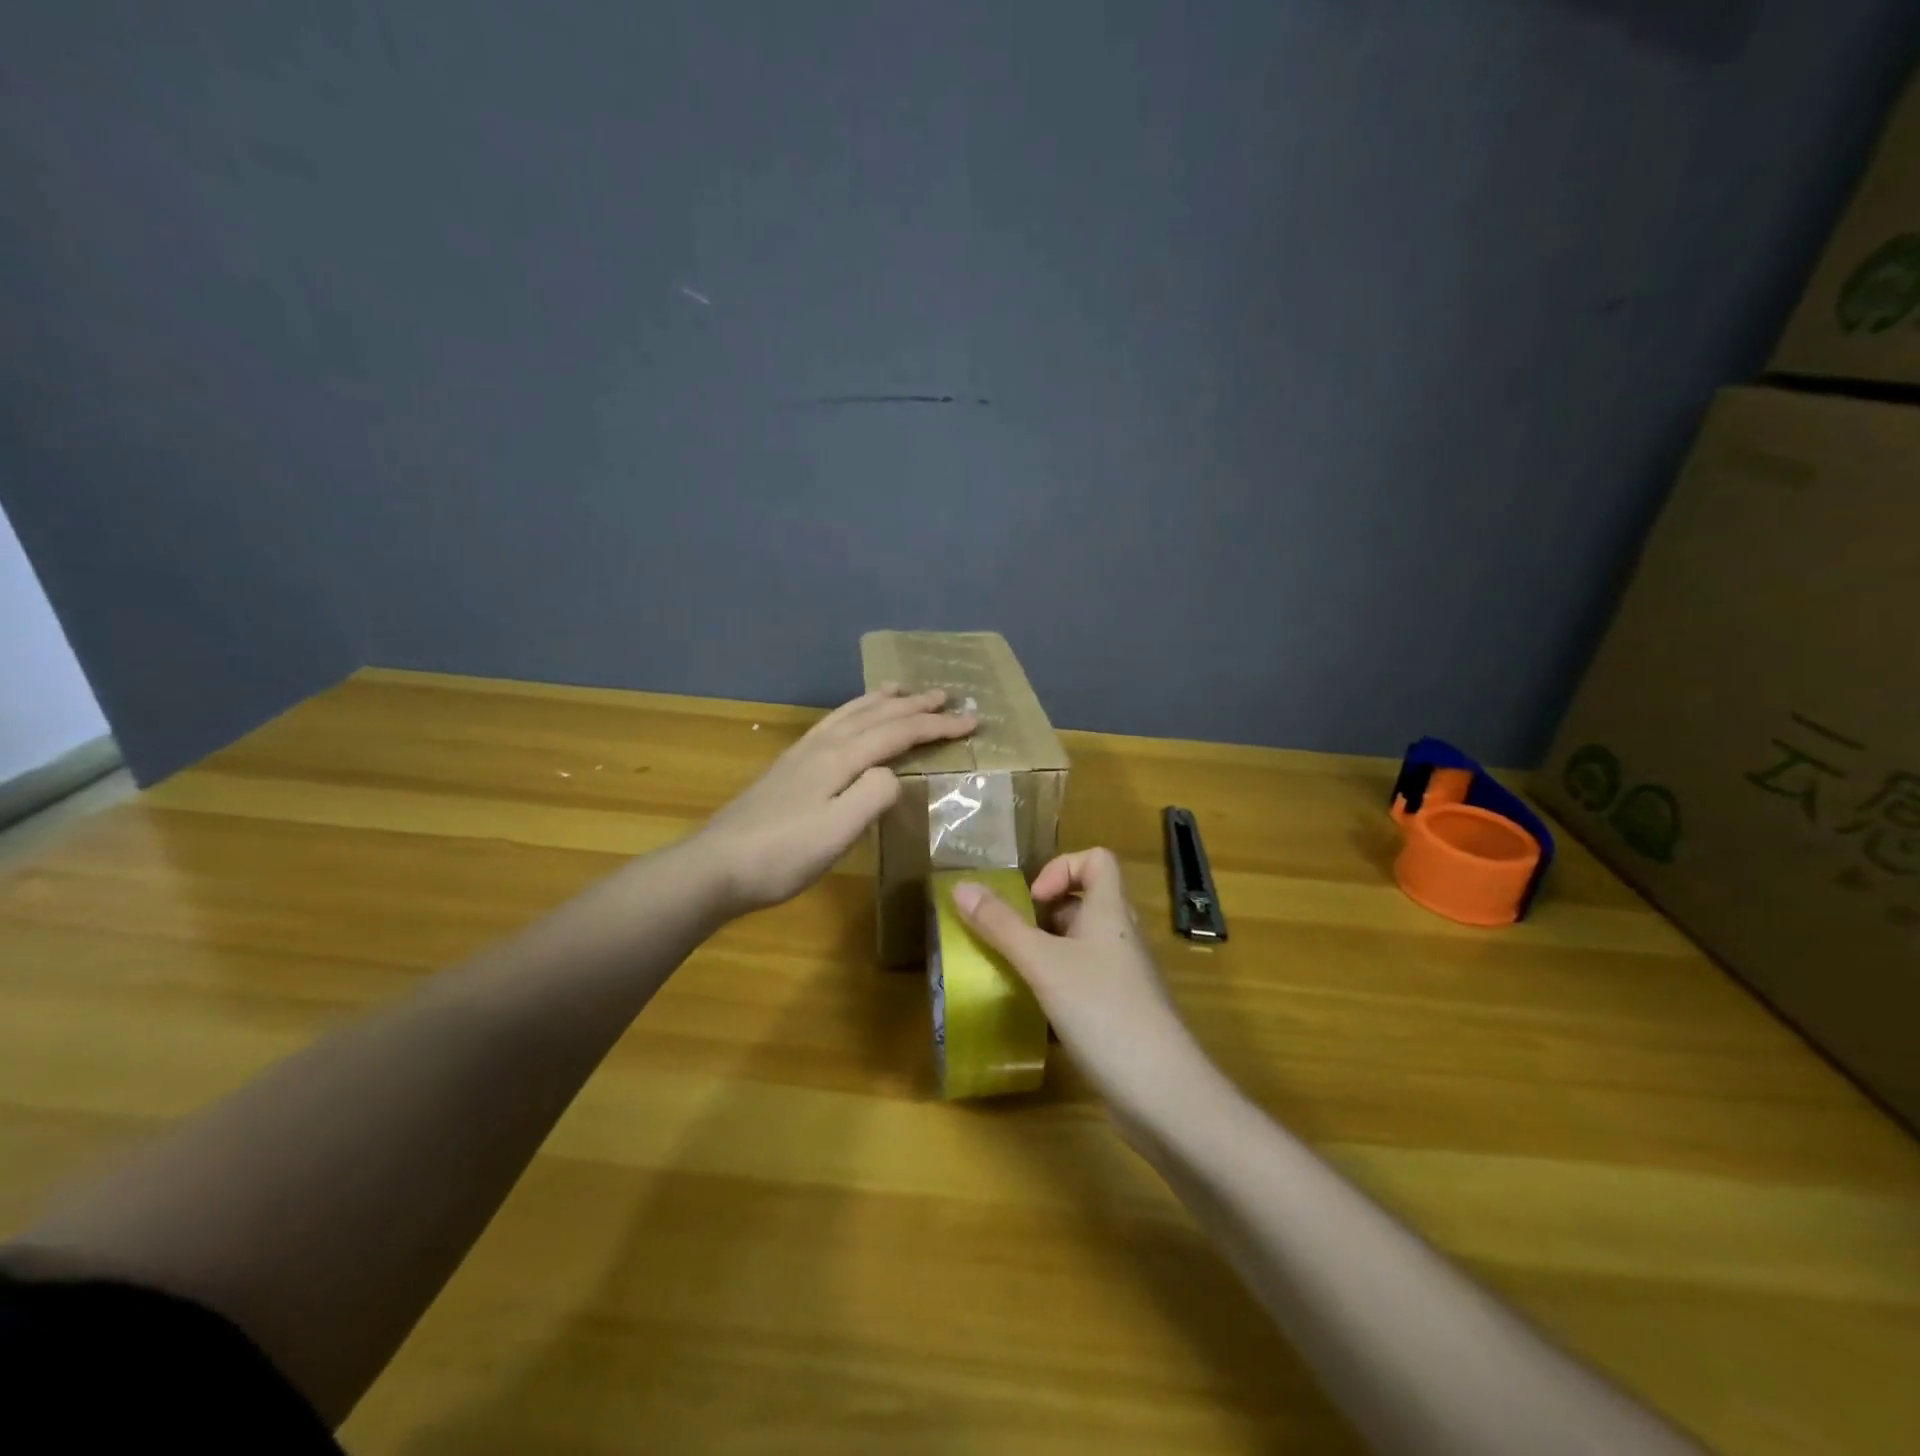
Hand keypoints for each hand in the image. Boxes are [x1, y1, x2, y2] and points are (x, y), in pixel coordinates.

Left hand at [696, 687, 976, 914]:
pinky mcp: (788, 767)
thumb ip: (873, 796)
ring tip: (901, 688)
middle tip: (947, 694)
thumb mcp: (838, 832)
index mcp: (839, 758)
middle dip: (915, 704)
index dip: (937, 725)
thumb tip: (894, 774)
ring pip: (850, 713)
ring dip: (881, 700)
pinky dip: (853, 712)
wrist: (715, 866)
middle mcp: (822, 745)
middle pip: (876, 715)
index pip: (898, 732)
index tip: (972, 720)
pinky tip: (850, 721)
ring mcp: (801, 753)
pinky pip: (832, 724)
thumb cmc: (782, 855)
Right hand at [952, 849, 1203, 1114]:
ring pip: (1081, 944)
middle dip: (1042, 913)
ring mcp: (1123, 976)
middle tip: (1010, 937)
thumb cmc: (1102, 1011)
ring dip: (1046, 949)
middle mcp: (1120, 936)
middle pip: (1083, 901)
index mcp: (1110, 911)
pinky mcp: (1120, 1011)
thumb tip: (960, 887)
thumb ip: (1000, 925)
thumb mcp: (1042, 964)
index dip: (1061, 867)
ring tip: (1013, 970)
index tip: (1032, 900)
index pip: (1097, 859)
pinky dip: (1057, 984)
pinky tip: (1034, 1009)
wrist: (1161, 1092)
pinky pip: (1084, 980)